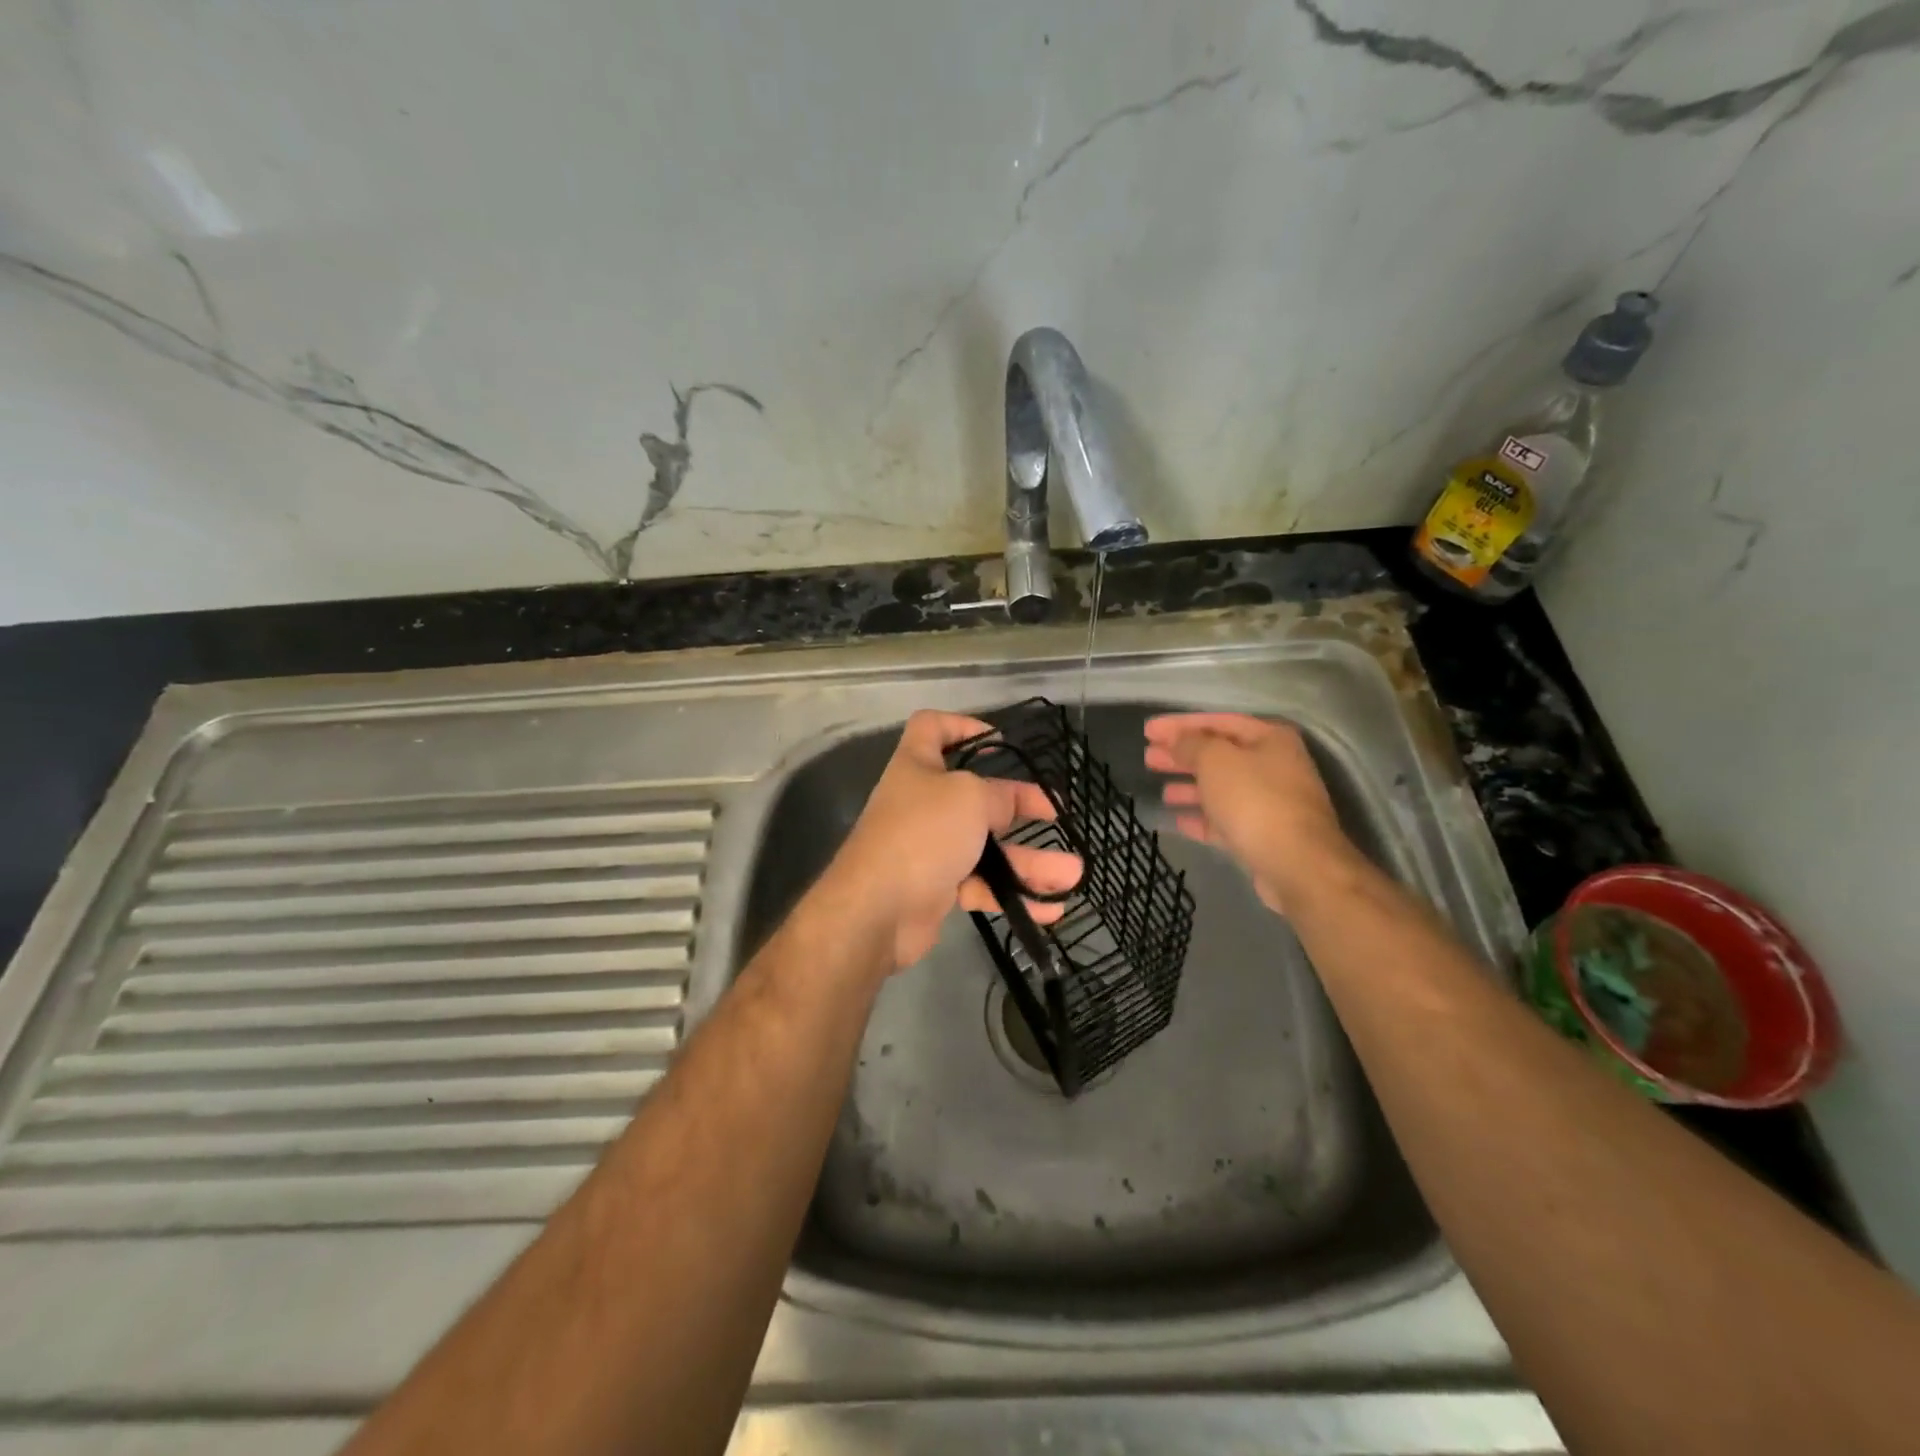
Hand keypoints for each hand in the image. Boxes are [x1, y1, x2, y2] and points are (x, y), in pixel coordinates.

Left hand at [825, 711, 1082, 970]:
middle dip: (1017, 805)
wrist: (877, 910)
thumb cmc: (923, 834)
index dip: (962, 725)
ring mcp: (928, 847)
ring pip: (985, 847)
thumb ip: (999, 796)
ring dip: (1028, 861)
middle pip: (974, 794)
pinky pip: (981, 884)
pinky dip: (1012, 894)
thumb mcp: (970, 798)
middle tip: (1054, 813)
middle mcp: (921, 803)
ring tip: (1072, 874)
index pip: (932, 727)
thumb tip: (1012, 804)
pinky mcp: (935, 887)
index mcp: (917, 766)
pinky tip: (1050, 907)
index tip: (999, 741)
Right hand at [1144, 712, 1359, 914]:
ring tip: (1161, 791)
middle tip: (1148, 757)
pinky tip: (1178, 820)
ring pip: (1222, 789)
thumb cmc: (1255, 800)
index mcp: (1270, 738)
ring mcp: (1271, 803)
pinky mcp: (1264, 835)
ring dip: (1190, 787)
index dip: (1180, 724)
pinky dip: (1202, 818)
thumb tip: (1178, 741)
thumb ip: (1192, 744)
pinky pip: (1226, 820)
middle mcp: (1275, 766)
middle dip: (1182, 755)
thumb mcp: (1216, 761)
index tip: (1148, 730)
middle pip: (1219, 755)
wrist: (1296, 865)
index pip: (1218, 721)